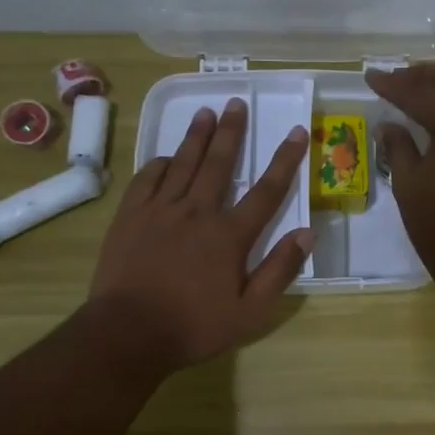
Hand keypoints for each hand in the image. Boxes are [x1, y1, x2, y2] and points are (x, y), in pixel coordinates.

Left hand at [89, 98, 312, 373]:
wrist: (128, 333)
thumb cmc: (194, 326)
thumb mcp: (250, 312)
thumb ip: (280, 270)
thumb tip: (307, 233)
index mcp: (230, 235)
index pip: (267, 191)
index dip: (285, 160)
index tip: (296, 132)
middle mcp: (197, 212)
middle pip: (219, 163)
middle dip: (232, 132)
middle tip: (237, 102)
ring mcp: (160, 211)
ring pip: (182, 163)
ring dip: (196, 136)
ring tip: (206, 112)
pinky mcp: (130, 217)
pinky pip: (147, 179)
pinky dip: (159, 163)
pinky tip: (165, 156)